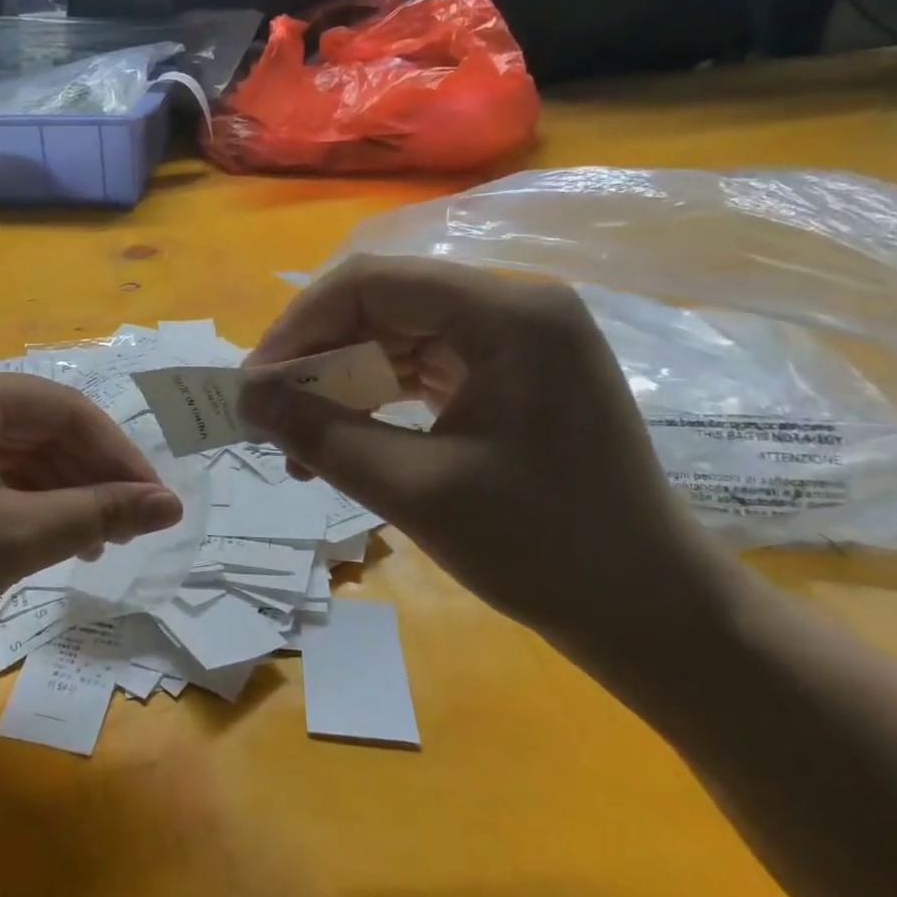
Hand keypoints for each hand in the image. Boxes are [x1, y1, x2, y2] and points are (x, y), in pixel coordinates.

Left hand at [0, 366, 182, 694]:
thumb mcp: (14, 540)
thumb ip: (98, 513)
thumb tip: (172, 505)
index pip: (59, 408)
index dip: (116, 452)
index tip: (156, 499)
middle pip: (38, 427)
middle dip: (89, 475)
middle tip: (133, 526)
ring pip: (16, 451)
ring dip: (62, 492)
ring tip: (100, 541)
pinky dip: (25, 501)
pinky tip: (56, 537)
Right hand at [240, 257, 736, 669]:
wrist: (652, 614)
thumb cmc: (546, 551)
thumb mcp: (415, 491)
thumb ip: (321, 434)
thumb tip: (243, 396)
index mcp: (509, 315)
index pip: (372, 282)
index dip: (299, 324)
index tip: (254, 382)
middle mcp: (515, 307)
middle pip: (382, 303)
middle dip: (316, 356)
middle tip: (269, 412)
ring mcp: (516, 340)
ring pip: (395, 335)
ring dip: (340, 380)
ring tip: (298, 438)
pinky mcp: (511, 373)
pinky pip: (421, 365)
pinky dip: (375, 397)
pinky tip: (344, 437)